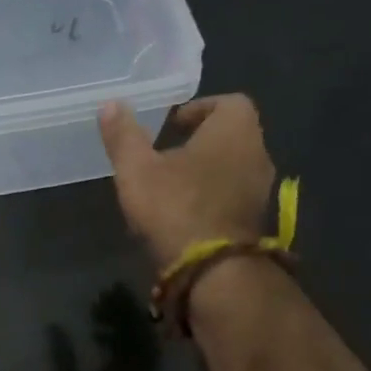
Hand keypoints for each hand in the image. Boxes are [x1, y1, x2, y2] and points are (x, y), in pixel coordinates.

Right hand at [98, 95, 276, 267]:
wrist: (210, 268)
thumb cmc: (174, 206)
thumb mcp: (137, 169)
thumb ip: (123, 136)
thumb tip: (110, 104)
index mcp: (235, 128)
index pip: (226, 102)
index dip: (198, 109)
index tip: (171, 124)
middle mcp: (258, 151)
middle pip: (231, 136)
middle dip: (200, 142)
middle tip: (166, 154)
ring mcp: (261, 189)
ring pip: (233, 168)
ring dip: (207, 172)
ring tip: (172, 187)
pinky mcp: (255, 220)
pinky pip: (233, 196)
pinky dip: (213, 198)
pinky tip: (185, 214)